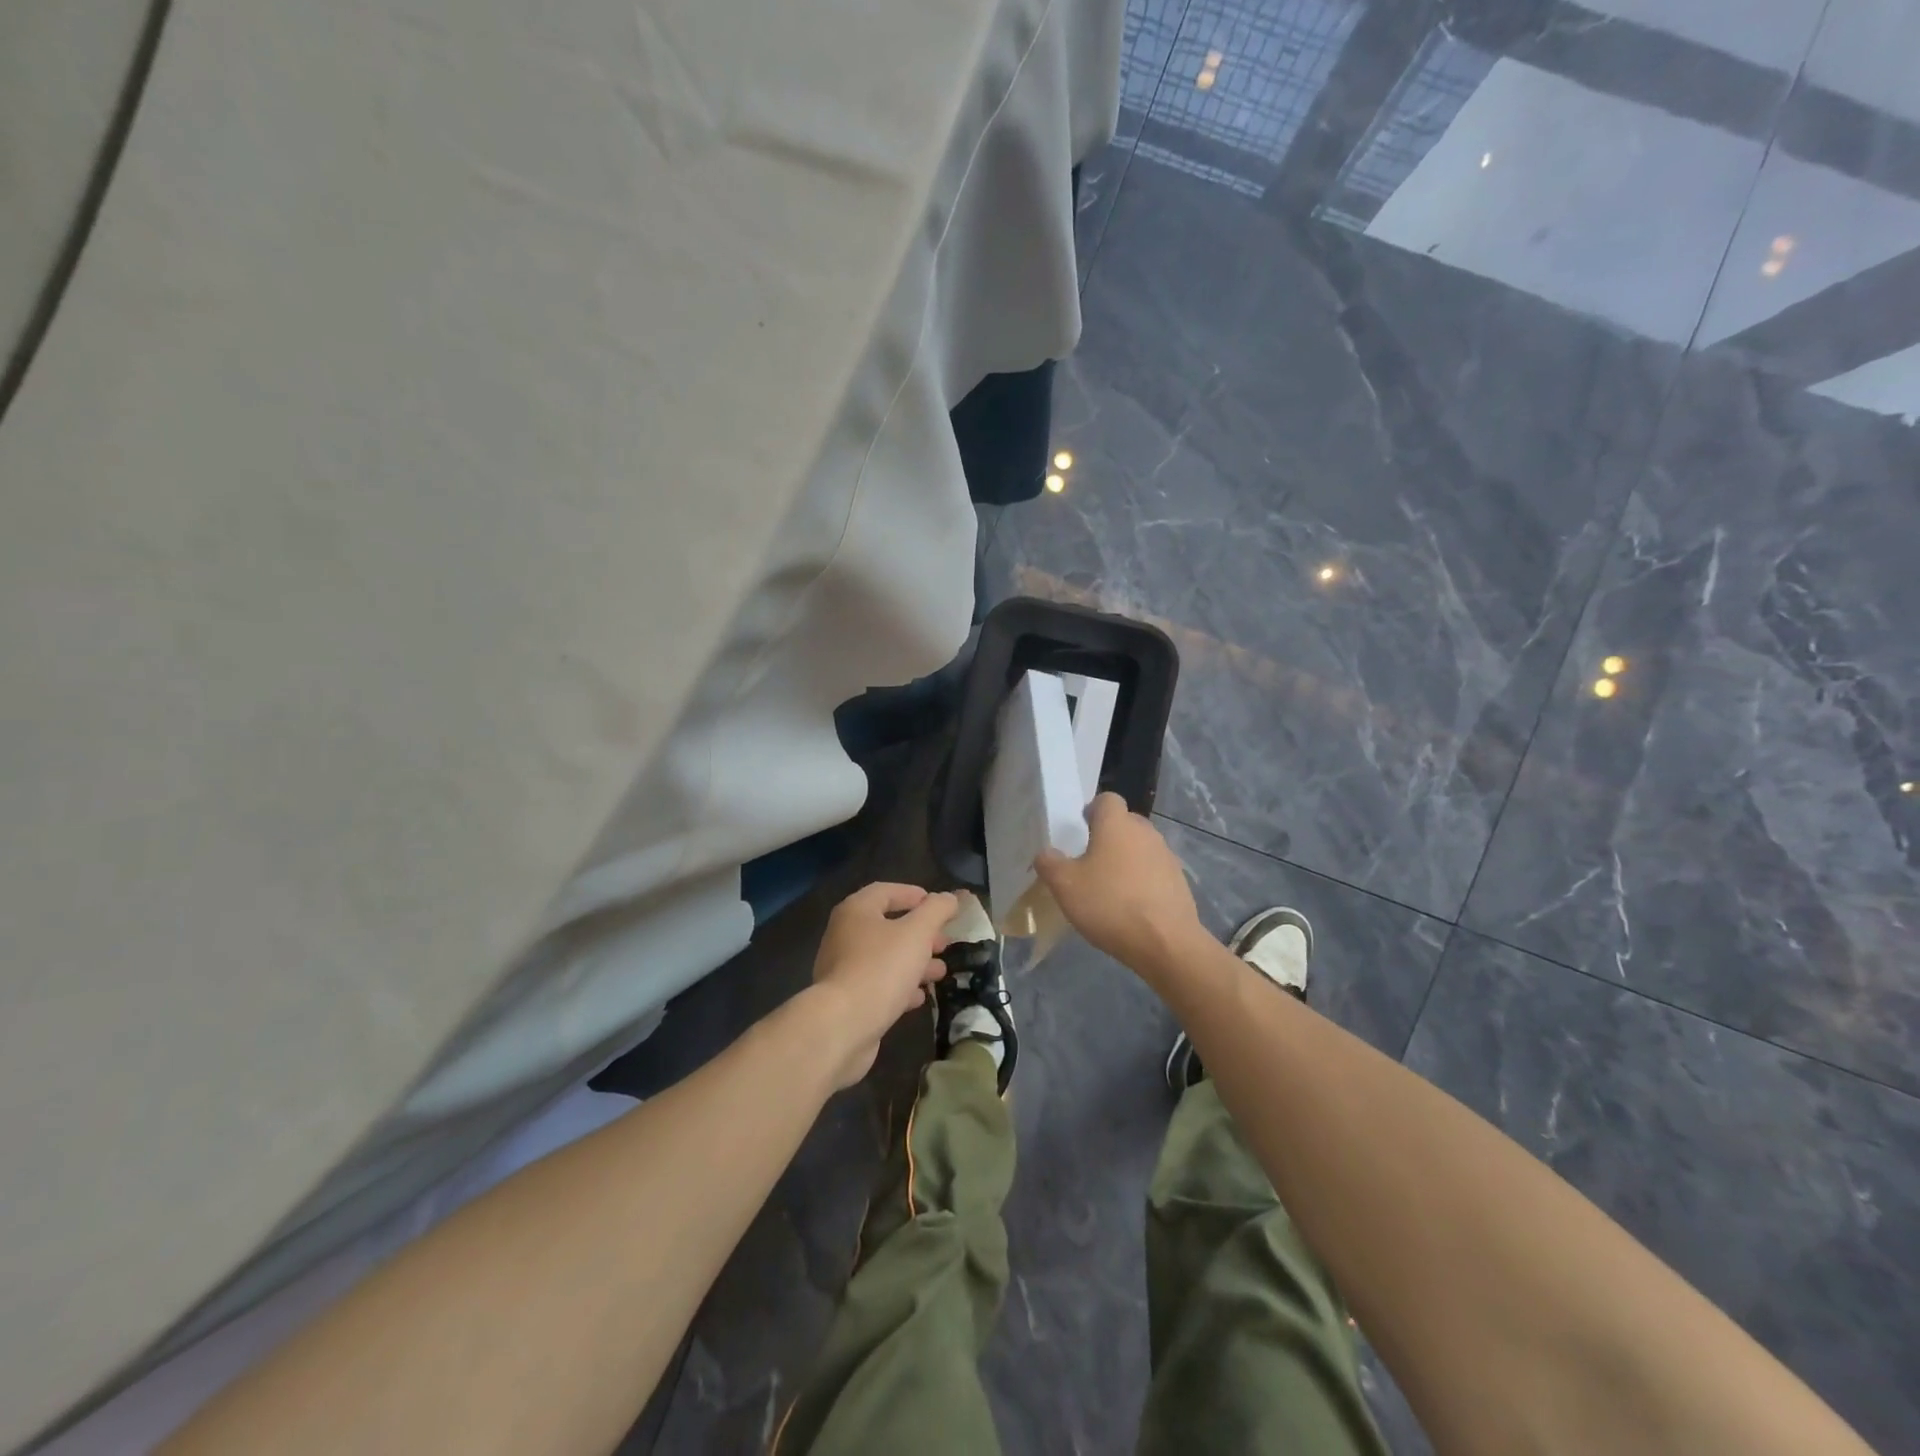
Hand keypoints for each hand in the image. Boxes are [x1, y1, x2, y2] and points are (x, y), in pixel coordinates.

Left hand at [809, 882, 957, 1088]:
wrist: (843, 1025)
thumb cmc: (881, 968)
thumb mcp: (917, 933)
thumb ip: (936, 910)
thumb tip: (949, 898)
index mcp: (856, 911)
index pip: (886, 892)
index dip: (914, 895)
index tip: (938, 906)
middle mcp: (844, 935)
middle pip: (887, 926)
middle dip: (920, 933)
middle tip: (944, 943)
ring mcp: (843, 969)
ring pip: (885, 958)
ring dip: (914, 962)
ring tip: (940, 972)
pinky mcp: (847, 999)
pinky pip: (878, 984)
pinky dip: (900, 986)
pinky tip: (919, 997)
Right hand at [1035, 793, 1202, 975]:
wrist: (1165, 943)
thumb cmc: (1110, 904)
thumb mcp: (1065, 886)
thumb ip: (1049, 863)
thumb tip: (1045, 853)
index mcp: (1116, 824)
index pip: (1107, 799)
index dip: (1092, 810)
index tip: (1080, 831)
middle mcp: (1145, 832)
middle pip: (1125, 822)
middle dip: (1108, 836)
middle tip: (1089, 862)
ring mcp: (1166, 856)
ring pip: (1140, 847)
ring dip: (1126, 860)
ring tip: (1110, 888)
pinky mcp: (1179, 881)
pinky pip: (1154, 871)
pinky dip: (1142, 881)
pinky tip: (1131, 906)